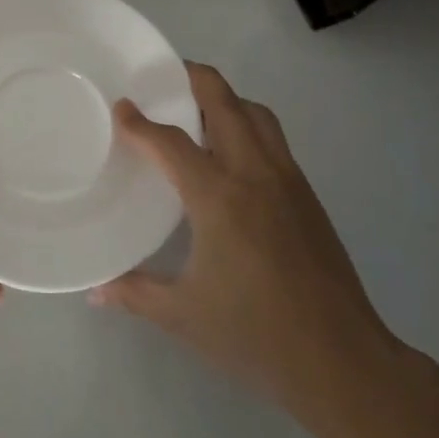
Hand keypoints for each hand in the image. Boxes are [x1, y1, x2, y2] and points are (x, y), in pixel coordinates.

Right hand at [92, 63, 403, 437]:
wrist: (343, 361)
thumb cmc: (255, 334)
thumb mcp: (183, 314)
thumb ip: (135, 292)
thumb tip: (95, 291)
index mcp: (219, 197)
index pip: (172, 142)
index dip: (141, 122)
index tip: (122, 106)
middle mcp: (255, 175)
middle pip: (227, 104)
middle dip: (195, 80)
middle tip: (166, 76)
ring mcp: (288, 182)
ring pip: (258, 117)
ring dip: (228, 100)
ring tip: (199, 109)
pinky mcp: (309, 197)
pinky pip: (275, 141)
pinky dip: (249, 127)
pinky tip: (232, 156)